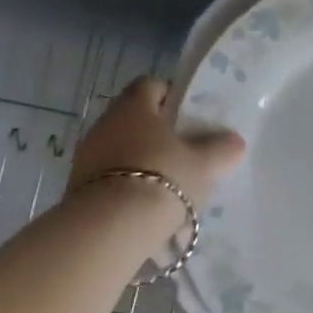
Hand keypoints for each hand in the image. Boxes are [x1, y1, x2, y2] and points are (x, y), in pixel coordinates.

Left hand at [69, 77, 246, 210]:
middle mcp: (106, 122)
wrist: (111, 227)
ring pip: (120, 148)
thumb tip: (235, 141)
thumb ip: (220, 149)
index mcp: (135, 106)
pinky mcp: (77, 186)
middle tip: (182, 152)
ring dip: (139, 161)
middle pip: (134, 118)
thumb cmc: (163, 179)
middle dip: (156, 133)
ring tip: (166, 185)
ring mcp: (87, 154)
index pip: (151, 85)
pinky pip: (108, 177)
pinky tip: (144, 207)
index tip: (188, 116)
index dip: (170, 96)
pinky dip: (125, 186)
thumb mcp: (203, 164)